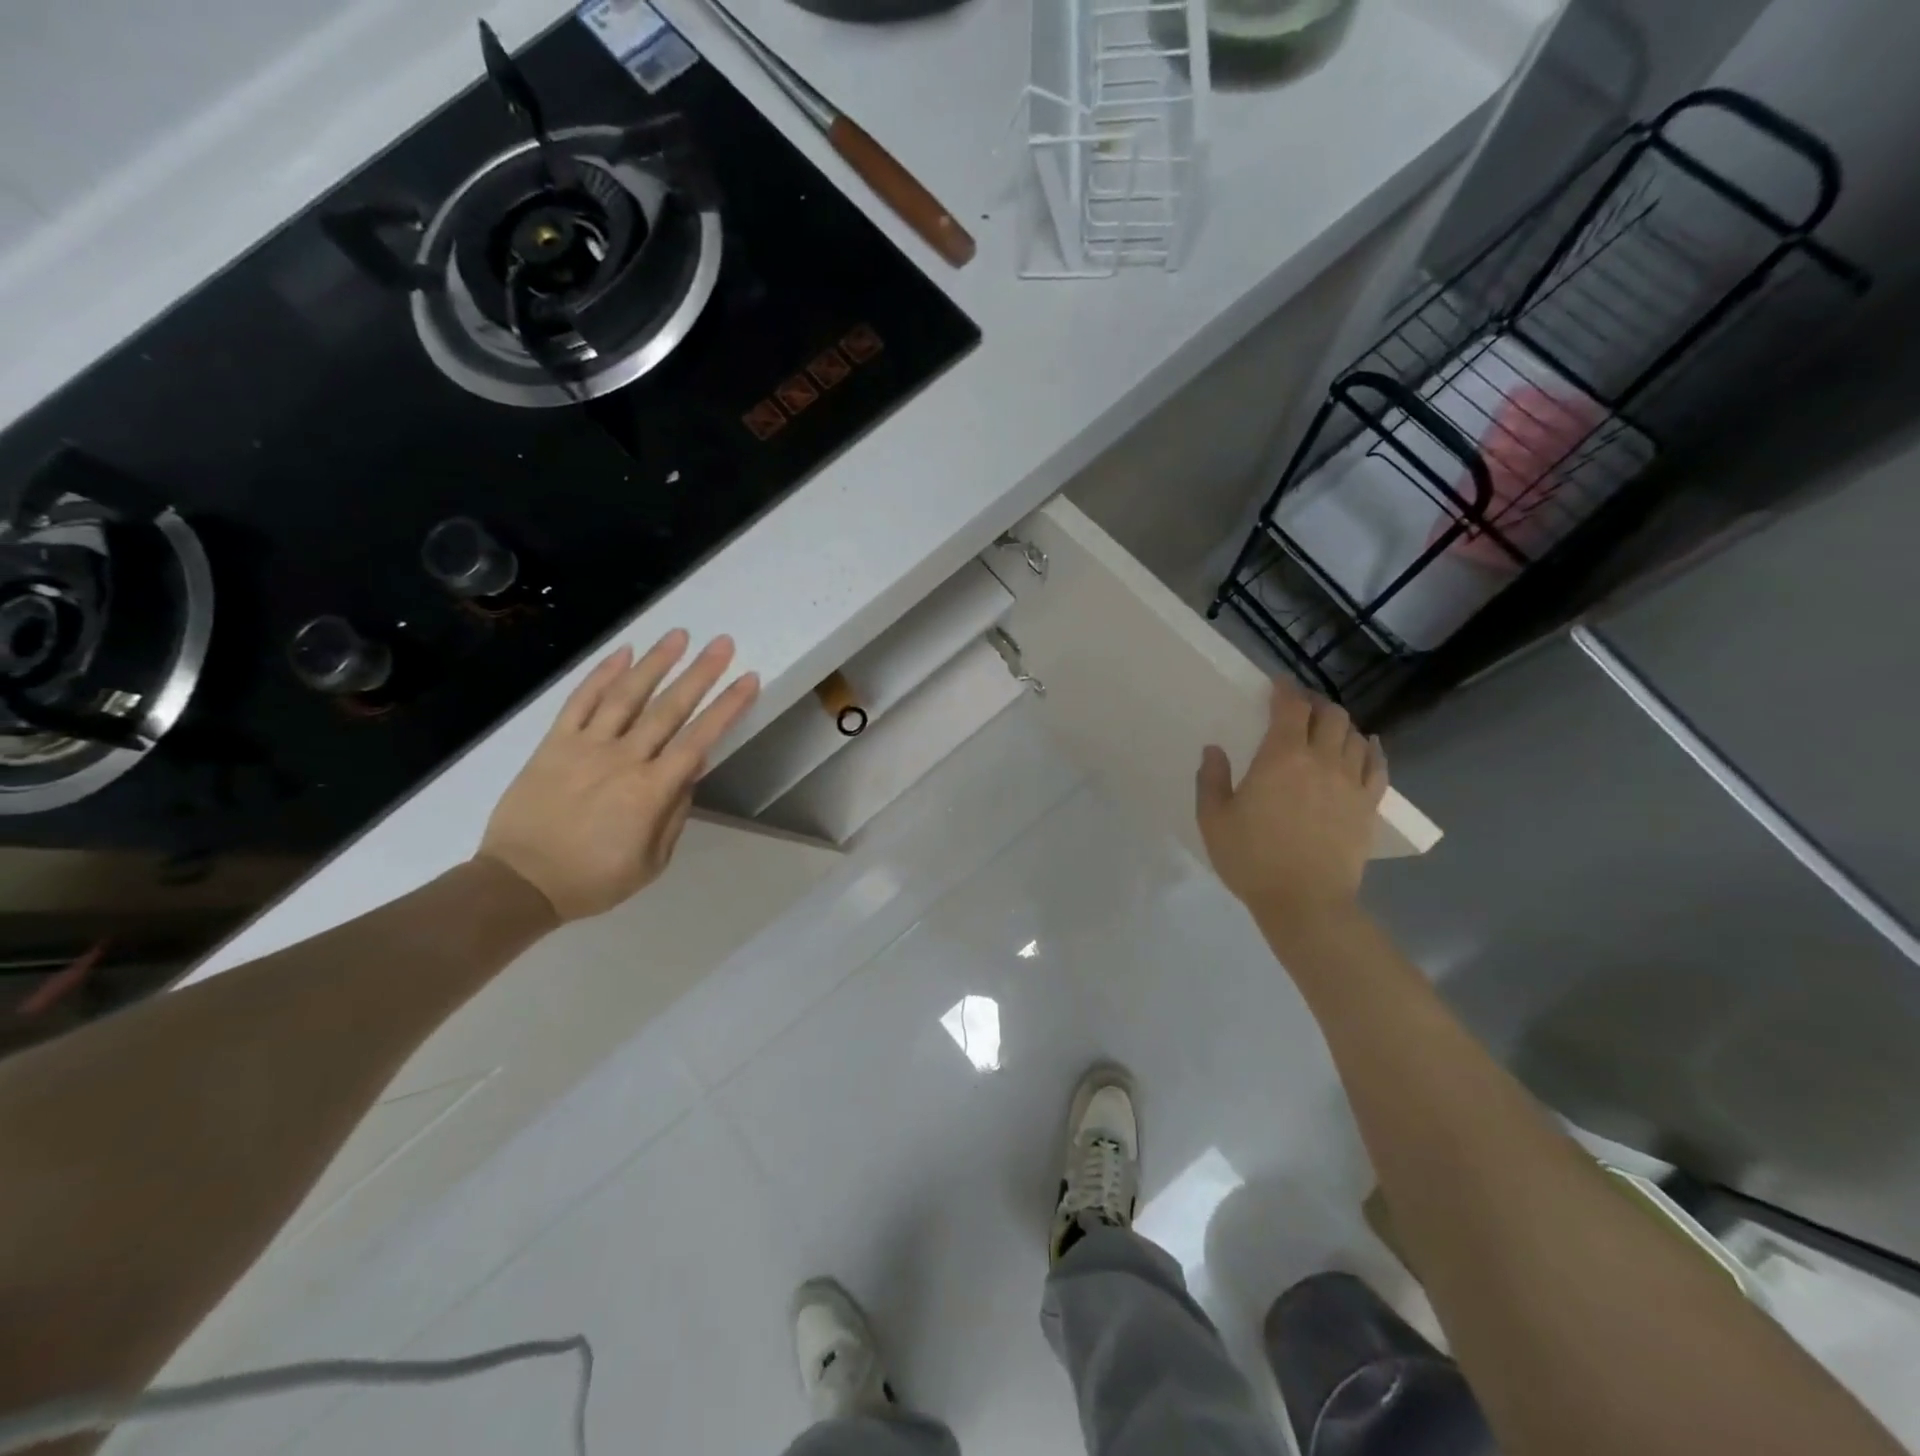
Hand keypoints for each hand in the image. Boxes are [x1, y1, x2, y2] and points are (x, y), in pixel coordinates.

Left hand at [476, 631, 759, 922]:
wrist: (519, 883)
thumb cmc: (593, 879)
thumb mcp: (652, 862)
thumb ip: (674, 813)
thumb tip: (689, 771)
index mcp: (651, 791)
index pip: (699, 739)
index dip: (727, 708)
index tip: (748, 680)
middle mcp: (623, 759)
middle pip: (669, 708)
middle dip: (700, 673)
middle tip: (723, 643)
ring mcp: (586, 746)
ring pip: (626, 695)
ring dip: (656, 662)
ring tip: (679, 635)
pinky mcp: (554, 743)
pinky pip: (580, 701)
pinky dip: (601, 675)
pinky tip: (623, 653)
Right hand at [1195, 680, 1386, 933]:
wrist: (1305, 902)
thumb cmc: (1252, 859)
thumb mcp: (1214, 820)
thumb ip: (1212, 780)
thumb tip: (1214, 750)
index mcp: (1281, 757)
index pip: (1290, 708)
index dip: (1285, 690)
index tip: (1277, 684)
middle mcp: (1321, 760)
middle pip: (1330, 714)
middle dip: (1314, 703)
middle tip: (1299, 707)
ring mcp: (1350, 782)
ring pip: (1355, 735)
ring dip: (1340, 724)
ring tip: (1326, 728)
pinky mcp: (1368, 805)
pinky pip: (1378, 765)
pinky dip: (1371, 749)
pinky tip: (1366, 746)